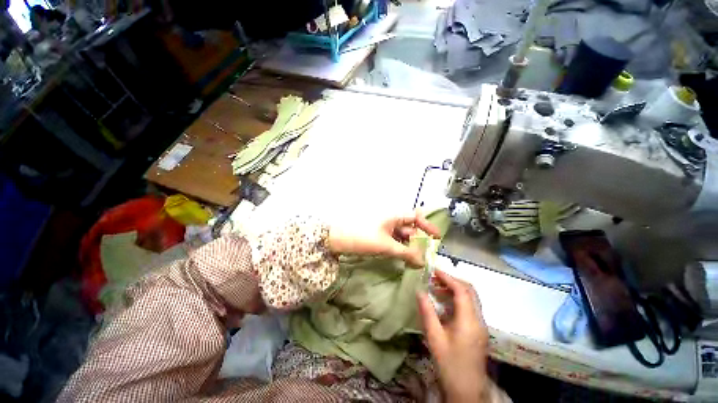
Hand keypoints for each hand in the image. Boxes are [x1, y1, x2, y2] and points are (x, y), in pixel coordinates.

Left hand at [327, 211, 440, 266]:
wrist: (338, 239)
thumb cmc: (363, 237)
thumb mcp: (386, 245)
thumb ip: (406, 253)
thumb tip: (422, 262)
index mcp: (393, 215)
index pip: (415, 217)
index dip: (427, 225)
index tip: (437, 237)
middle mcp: (391, 220)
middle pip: (409, 228)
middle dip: (418, 241)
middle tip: (425, 256)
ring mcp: (384, 228)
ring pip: (402, 236)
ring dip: (409, 247)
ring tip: (415, 260)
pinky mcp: (379, 236)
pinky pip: (394, 241)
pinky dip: (400, 249)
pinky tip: (403, 258)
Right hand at [417, 270, 489, 401]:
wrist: (467, 391)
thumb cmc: (449, 364)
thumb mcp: (434, 338)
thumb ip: (427, 312)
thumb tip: (419, 290)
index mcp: (469, 321)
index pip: (462, 290)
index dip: (448, 277)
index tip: (433, 271)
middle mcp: (479, 319)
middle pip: (470, 291)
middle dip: (452, 280)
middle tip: (434, 277)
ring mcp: (481, 325)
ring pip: (471, 298)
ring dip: (455, 289)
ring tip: (436, 287)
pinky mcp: (478, 330)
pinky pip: (469, 307)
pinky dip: (457, 299)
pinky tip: (444, 302)